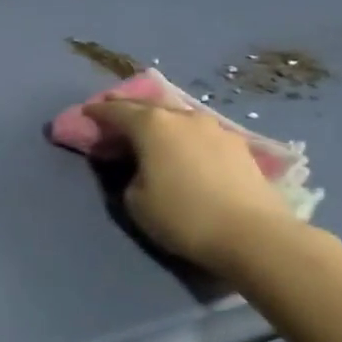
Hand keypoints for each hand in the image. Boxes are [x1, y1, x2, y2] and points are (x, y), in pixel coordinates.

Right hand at [84, 98, 303, 278]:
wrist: (254, 236)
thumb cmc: (183, 216)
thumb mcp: (135, 201)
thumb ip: (129, 175)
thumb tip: (141, 169)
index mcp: (151, 125)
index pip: (115, 110)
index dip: (97, 112)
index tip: (86, 114)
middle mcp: (183, 117)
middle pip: (148, 106)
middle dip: (129, 110)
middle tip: (116, 119)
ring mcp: (216, 129)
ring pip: (179, 118)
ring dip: (162, 124)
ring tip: (153, 136)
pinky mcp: (240, 147)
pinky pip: (201, 135)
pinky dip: (186, 139)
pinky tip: (186, 152)